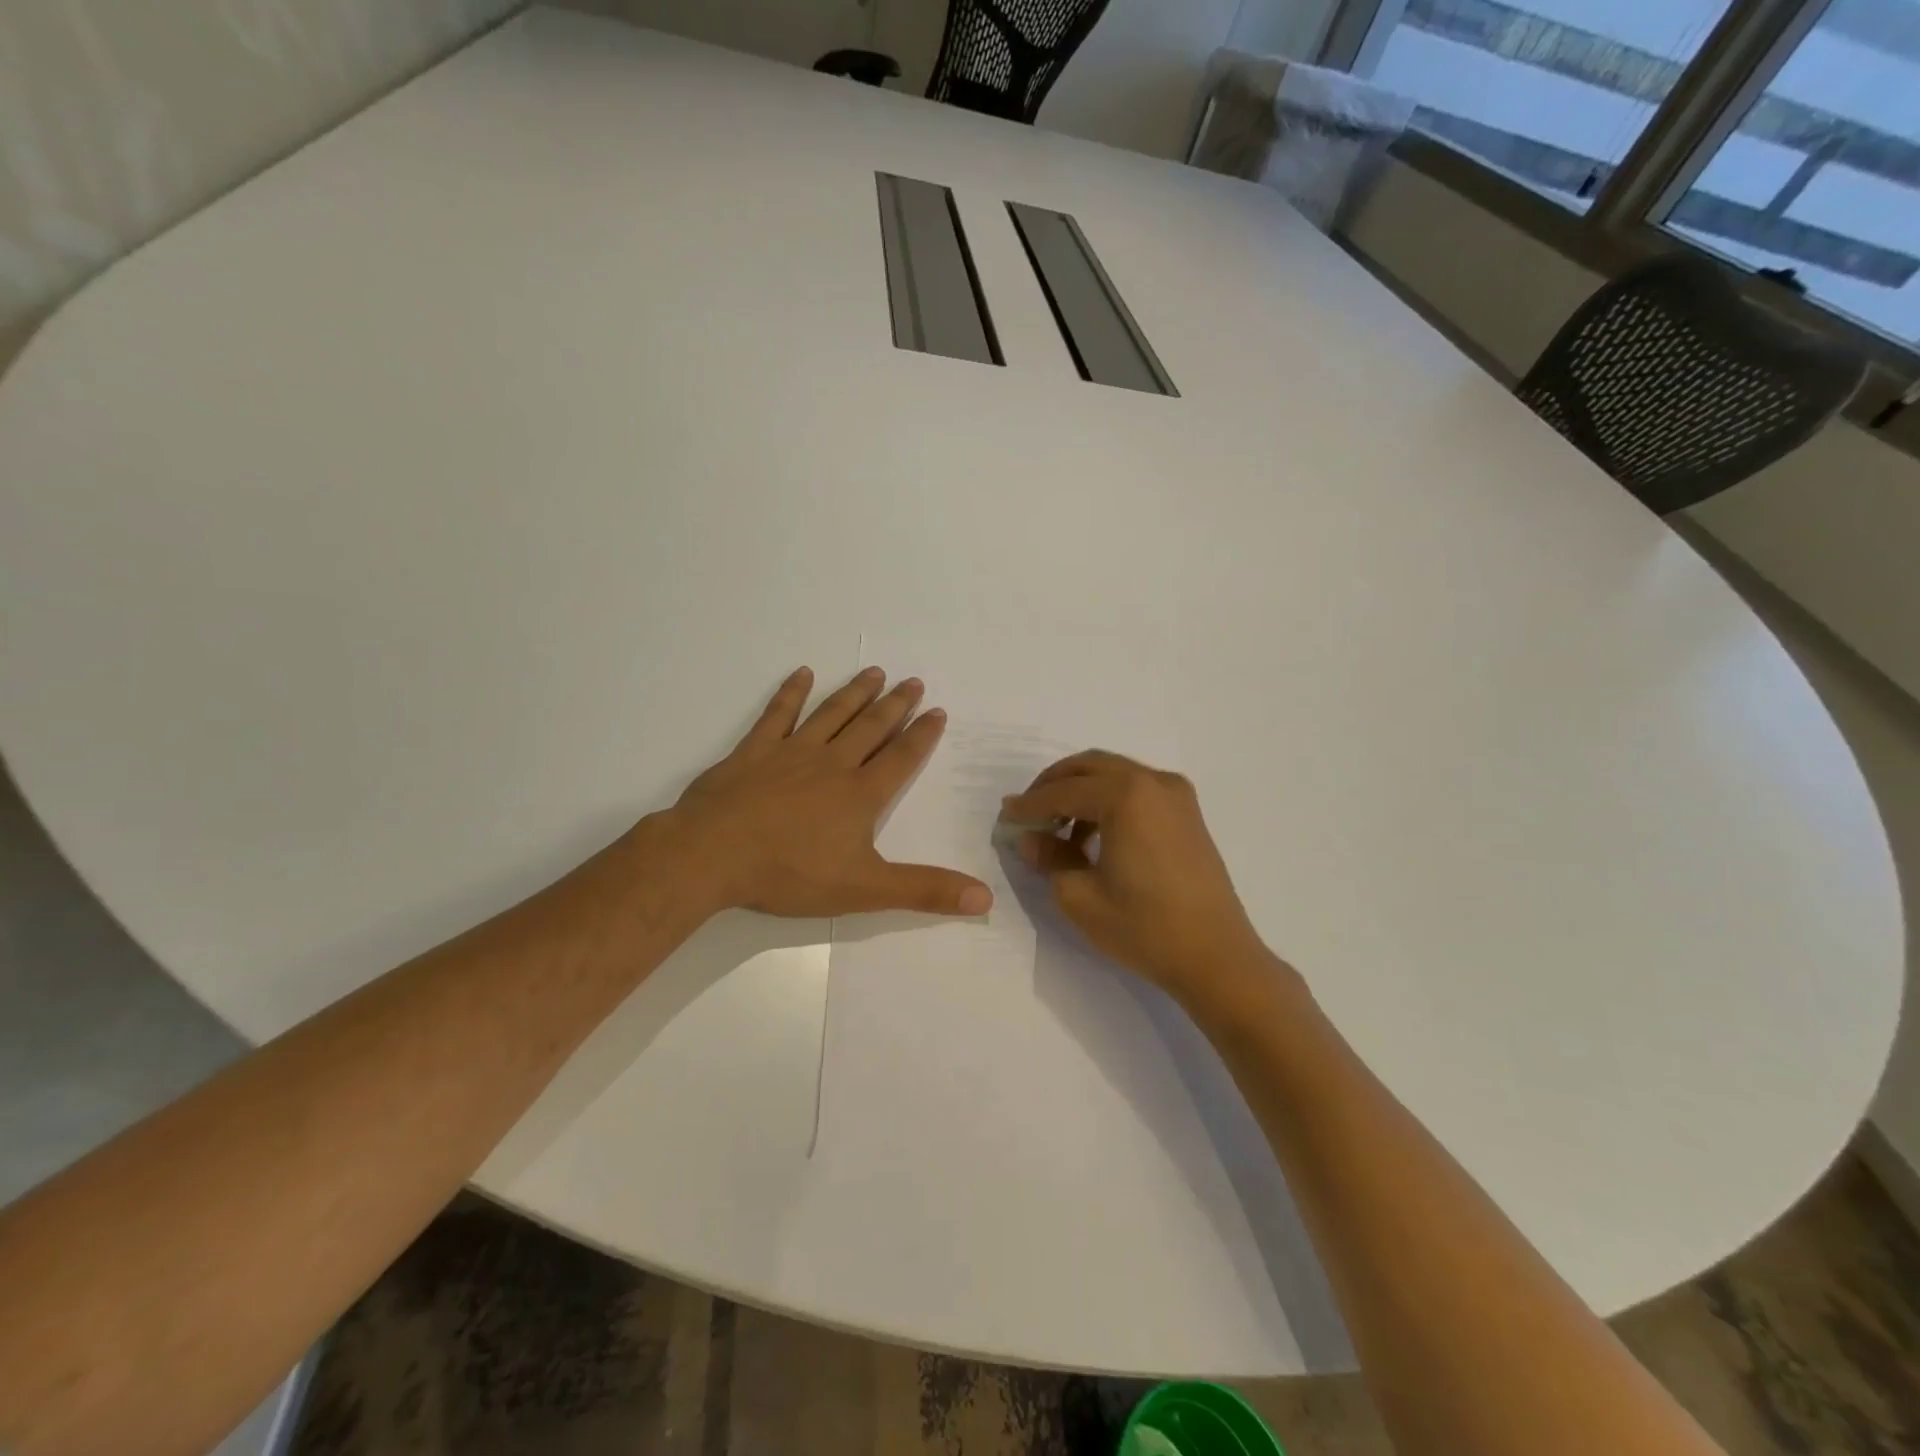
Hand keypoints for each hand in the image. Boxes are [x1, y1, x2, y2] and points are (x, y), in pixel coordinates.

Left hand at [660, 667, 993, 918]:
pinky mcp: (753, 751)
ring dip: (856, 692)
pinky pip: (777, 714)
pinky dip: (791, 693)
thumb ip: (924, 890)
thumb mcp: (865, 890)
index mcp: (861, 794)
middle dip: (896, 705)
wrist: (713, 855)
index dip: (923, 735)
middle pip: (871, 727)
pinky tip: (803, 674)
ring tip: (875, 672)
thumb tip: (985, 898)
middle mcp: (832, 764)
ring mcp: (791, 752)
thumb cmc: (791, 873)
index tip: (938, 711)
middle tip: (914, 681)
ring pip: (832, 714)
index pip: (901, 758)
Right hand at [1001, 751, 1273, 1002]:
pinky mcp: (1188, 814)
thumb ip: (1049, 857)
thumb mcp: (1080, 896)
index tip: (1005, 814)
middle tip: (1029, 810)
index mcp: (1126, 795)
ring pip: (1115, 774)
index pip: (1064, 791)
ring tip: (1057, 827)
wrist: (1216, 957)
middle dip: (1055, 784)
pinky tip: (1093, 835)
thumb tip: (1028, 837)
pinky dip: (1109, 800)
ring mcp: (1177, 795)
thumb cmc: (1144, 927)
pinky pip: (1138, 790)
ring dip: (1082, 791)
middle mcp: (1154, 782)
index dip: (1030, 803)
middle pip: (1091, 766)